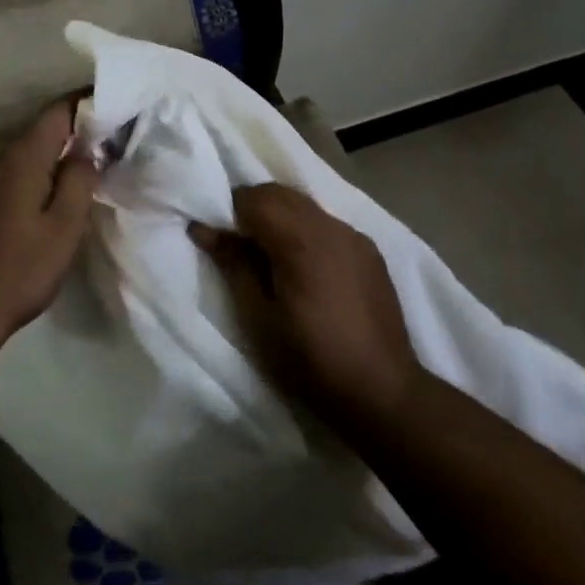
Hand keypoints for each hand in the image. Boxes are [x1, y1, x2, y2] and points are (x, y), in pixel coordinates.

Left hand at [0, 101, 99, 356]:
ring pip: (13, 156)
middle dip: (64, 138)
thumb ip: (79, 181)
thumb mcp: (64, 230)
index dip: (82, 104)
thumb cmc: (19, 272)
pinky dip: (16, 179)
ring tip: (62, 183)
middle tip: (93, 154)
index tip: (106, 106)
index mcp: (20, 158)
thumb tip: (86, 149)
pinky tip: (25, 206)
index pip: (56, 112)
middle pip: (34, 134)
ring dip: (39, 162)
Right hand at [190, 184, 420, 423]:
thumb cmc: (310, 359)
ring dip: (281, 217)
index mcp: (300, 240)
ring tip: (270, 257)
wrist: (381, 391)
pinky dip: (307, 231)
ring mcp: (355, 236)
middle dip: (254, 208)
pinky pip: (329, 225)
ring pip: (306, 206)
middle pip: (281, 194)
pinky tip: (306, 268)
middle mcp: (330, 226)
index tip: (220, 238)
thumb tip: (203, 228)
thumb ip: (232, 265)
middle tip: (239, 246)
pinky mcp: (370, 252)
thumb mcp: (258, 318)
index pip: (255, 198)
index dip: (230, 211)